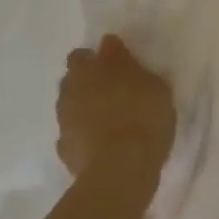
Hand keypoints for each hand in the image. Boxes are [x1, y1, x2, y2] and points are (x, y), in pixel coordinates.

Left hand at [55, 34, 175, 179]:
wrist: (120, 168)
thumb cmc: (143, 118)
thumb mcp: (154, 85)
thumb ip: (132, 67)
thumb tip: (113, 50)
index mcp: (92, 68)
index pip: (90, 51)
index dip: (104, 56)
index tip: (120, 64)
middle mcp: (72, 88)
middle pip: (74, 76)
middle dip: (89, 79)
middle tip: (114, 90)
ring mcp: (64, 119)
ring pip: (70, 104)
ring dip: (84, 107)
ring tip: (109, 118)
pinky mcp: (64, 148)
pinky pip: (73, 134)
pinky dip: (84, 135)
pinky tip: (101, 142)